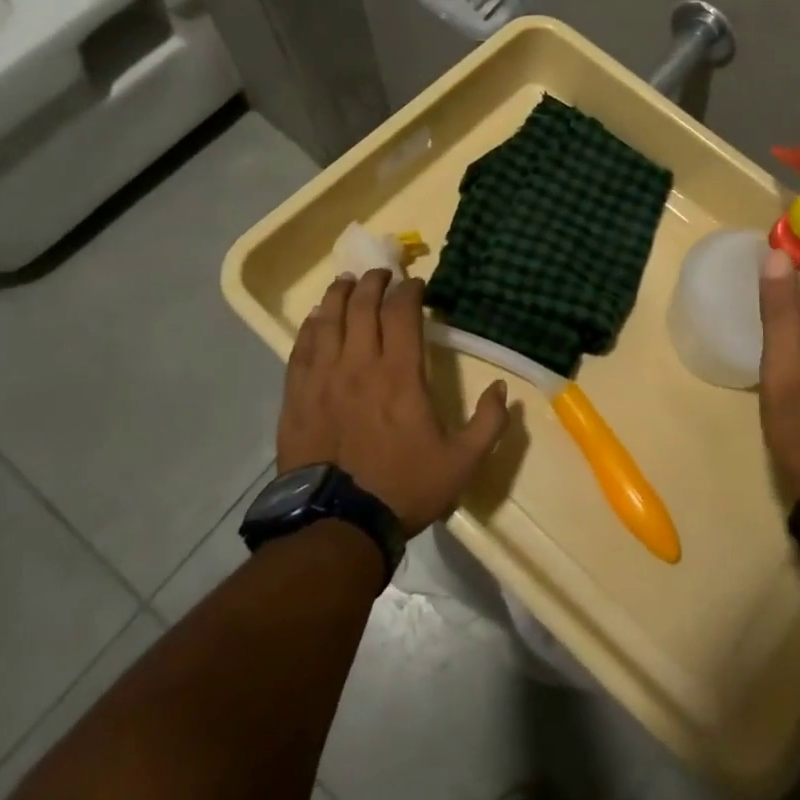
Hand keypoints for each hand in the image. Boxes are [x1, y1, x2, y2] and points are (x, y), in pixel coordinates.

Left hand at [278, 270, 510, 535]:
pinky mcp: (297, 396)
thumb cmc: (403, 488)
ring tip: (347, 282)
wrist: (337, 526)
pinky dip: (311, 327)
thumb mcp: (462, 462)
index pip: (401, 313)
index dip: (408, 290)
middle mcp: (359, 364)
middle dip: (374, 283)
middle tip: (382, 274)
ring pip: (328, 320)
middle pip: (362, 306)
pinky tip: (316, 319)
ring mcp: (323, 378)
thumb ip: (488, 423)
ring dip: (339, 295)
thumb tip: (503, 389)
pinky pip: (301, 348)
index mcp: (399, 374)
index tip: (416, 284)